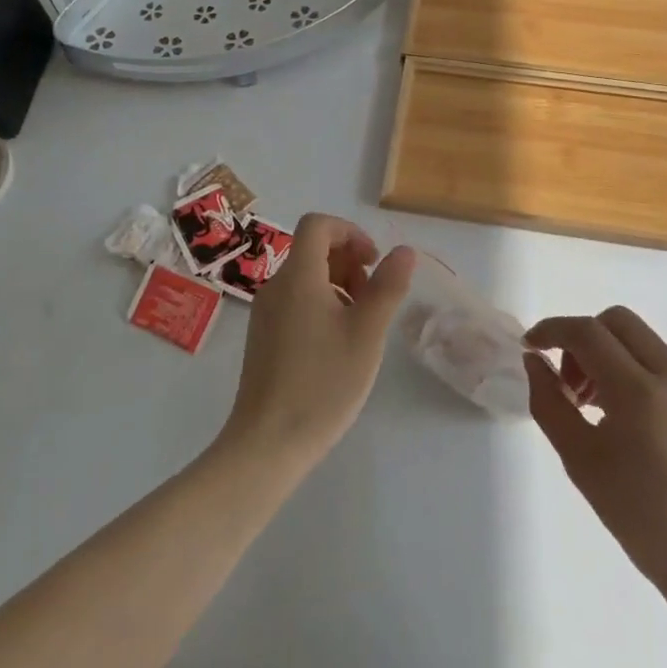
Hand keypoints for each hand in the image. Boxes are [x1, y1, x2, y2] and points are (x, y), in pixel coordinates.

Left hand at [220, 214, 415, 466]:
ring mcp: (264, 313)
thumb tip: (404, 251)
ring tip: (360, 323)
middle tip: (373, 298)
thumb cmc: (323, 383)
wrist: (267, 442)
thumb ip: (387, 287)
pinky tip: (336, 344)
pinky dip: (320, 304)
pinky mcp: (262, 337)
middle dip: (348, 261)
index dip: (349, 232)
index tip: (373, 262)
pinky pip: (294, 301)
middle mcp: (276, 286)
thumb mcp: (367, 333)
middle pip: (312, 249)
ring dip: (337, 284)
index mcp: (298, 277)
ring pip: (305, 277)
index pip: (318, 225)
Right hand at [524, 308, 666, 597]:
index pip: (587, 333)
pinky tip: (641, 422)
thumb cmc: (643, 521)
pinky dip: (643, 375)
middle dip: (584, 340)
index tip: (533, 347)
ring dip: (613, 357)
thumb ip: (549, 402)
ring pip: (644, 341)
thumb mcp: (580, 461)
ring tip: (604, 407)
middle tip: (573, 384)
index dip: (553, 330)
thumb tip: (535, 361)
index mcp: (642, 395)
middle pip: (617, 322)